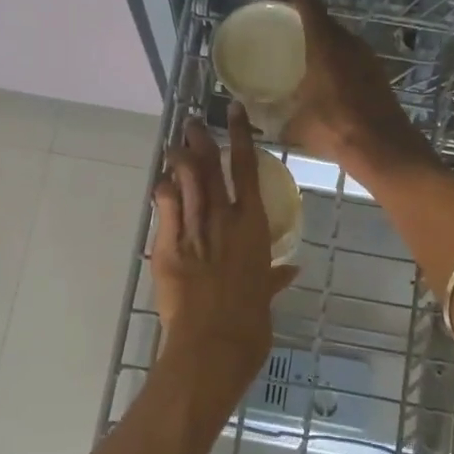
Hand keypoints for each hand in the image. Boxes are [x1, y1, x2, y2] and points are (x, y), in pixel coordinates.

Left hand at [150, 104, 297, 403]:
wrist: (213, 343)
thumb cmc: (250, 323)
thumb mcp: (266, 297)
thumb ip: (275, 278)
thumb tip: (292, 269)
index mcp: (253, 226)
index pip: (248, 170)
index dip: (240, 136)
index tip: (233, 111)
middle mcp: (223, 218)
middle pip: (211, 168)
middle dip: (202, 142)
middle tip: (193, 122)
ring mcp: (194, 229)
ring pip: (187, 182)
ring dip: (180, 159)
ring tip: (176, 141)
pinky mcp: (169, 245)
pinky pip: (165, 208)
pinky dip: (164, 190)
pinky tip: (161, 179)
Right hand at [275, 0, 436, 179]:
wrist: (383, 148)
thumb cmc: (335, 128)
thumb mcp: (295, 125)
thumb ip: (274, 117)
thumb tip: (256, 118)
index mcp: (325, 43)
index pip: (308, 3)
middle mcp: (348, 43)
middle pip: (325, 20)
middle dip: (304, 20)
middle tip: (284, 29)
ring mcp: (367, 58)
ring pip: (341, 39)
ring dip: (323, 42)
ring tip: (302, 54)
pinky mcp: (378, 75)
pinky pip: (352, 57)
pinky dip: (337, 60)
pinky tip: (326, 78)